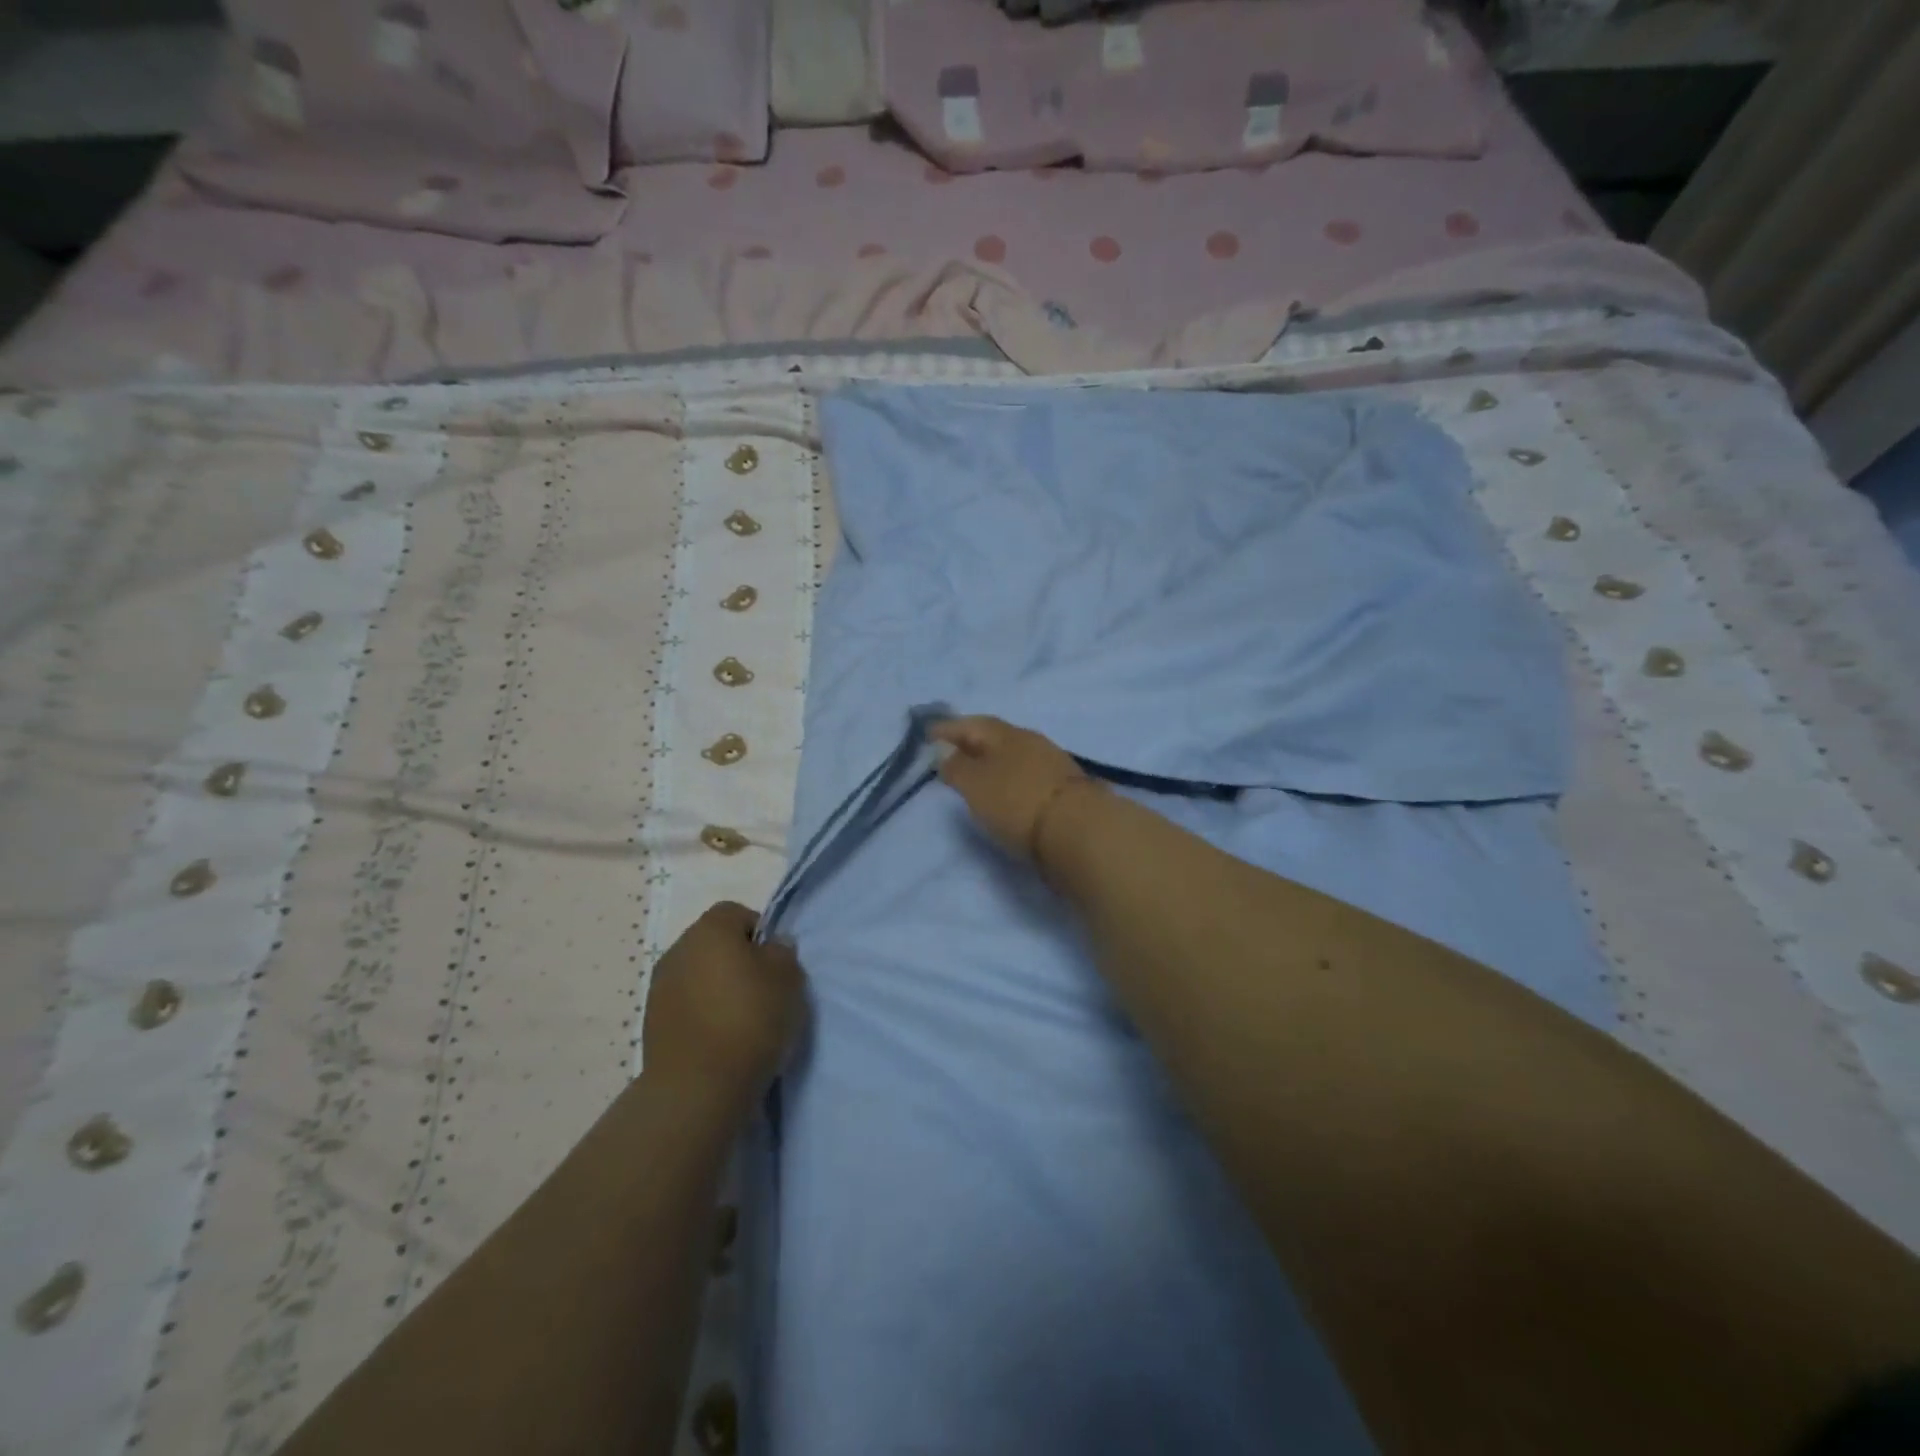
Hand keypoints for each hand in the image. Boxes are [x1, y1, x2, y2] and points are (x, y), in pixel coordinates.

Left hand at [642, 902, 806, 1104]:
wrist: (697, 1086)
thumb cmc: (749, 1019)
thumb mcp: (788, 978)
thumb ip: (782, 952)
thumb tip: (771, 946)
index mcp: (710, 929)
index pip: (737, 913)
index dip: (760, 932)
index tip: (775, 962)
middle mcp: (679, 949)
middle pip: (714, 943)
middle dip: (736, 959)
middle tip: (762, 990)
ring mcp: (659, 986)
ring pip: (697, 974)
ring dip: (716, 987)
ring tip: (740, 1019)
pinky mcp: (651, 1022)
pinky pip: (685, 1004)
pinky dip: (701, 1013)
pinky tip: (719, 1038)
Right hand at [928, 715, 1099, 865]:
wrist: (1079, 832)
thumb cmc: (1017, 802)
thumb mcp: (975, 784)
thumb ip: (956, 766)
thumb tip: (944, 751)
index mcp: (1006, 734)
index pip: (972, 724)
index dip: (949, 729)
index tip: (928, 734)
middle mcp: (1031, 742)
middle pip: (995, 739)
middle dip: (972, 744)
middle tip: (950, 754)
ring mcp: (1052, 765)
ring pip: (1014, 757)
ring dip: (993, 764)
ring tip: (976, 777)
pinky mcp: (1065, 791)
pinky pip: (1028, 777)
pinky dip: (1011, 781)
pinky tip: (1006, 794)